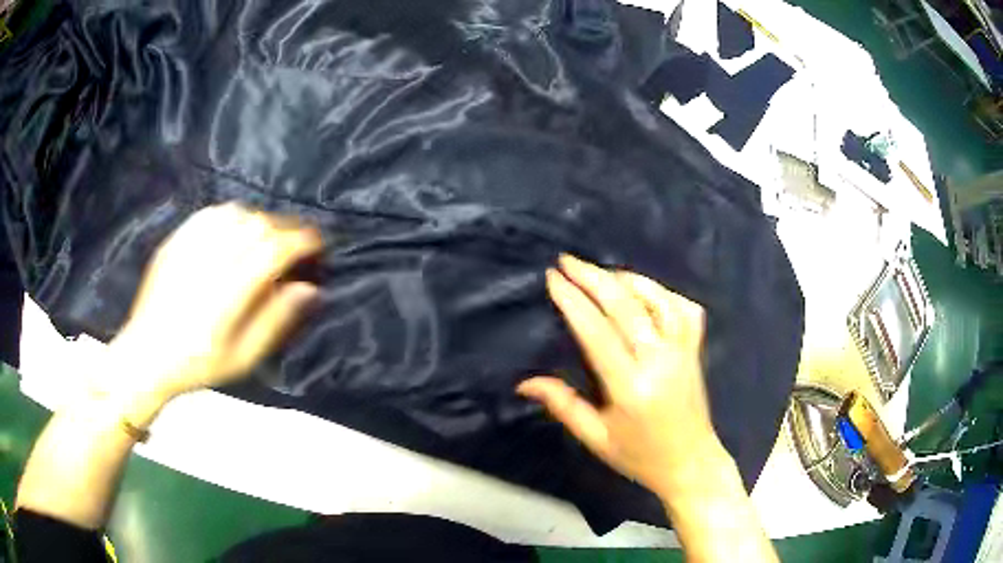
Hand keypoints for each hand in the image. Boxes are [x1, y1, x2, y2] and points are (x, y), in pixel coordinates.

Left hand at [106, 203, 322, 400]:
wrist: (147, 354)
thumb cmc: (198, 364)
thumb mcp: (243, 357)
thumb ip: (275, 320)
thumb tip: (309, 288)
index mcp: (227, 294)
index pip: (273, 250)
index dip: (301, 241)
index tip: (317, 245)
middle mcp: (209, 262)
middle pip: (258, 226)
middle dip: (286, 228)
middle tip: (297, 243)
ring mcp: (189, 247)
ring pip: (236, 213)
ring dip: (261, 220)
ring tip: (268, 236)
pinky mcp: (175, 240)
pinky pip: (211, 213)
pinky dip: (232, 214)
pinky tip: (236, 227)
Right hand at [518, 255, 719, 496]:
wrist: (691, 464)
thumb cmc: (640, 456)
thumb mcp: (596, 438)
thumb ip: (562, 405)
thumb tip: (523, 382)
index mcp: (630, 386)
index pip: (596, 331)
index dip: (573, 300)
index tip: (553, 277)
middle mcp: (659, 360)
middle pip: (625, 306)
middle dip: (593, 278)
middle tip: (568, 260)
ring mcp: (682, 351)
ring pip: (657, 301)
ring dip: (628, 280)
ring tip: (602, 272)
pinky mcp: (695, 350)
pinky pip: (685, 310)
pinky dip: (664, 293)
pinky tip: (646, 290)